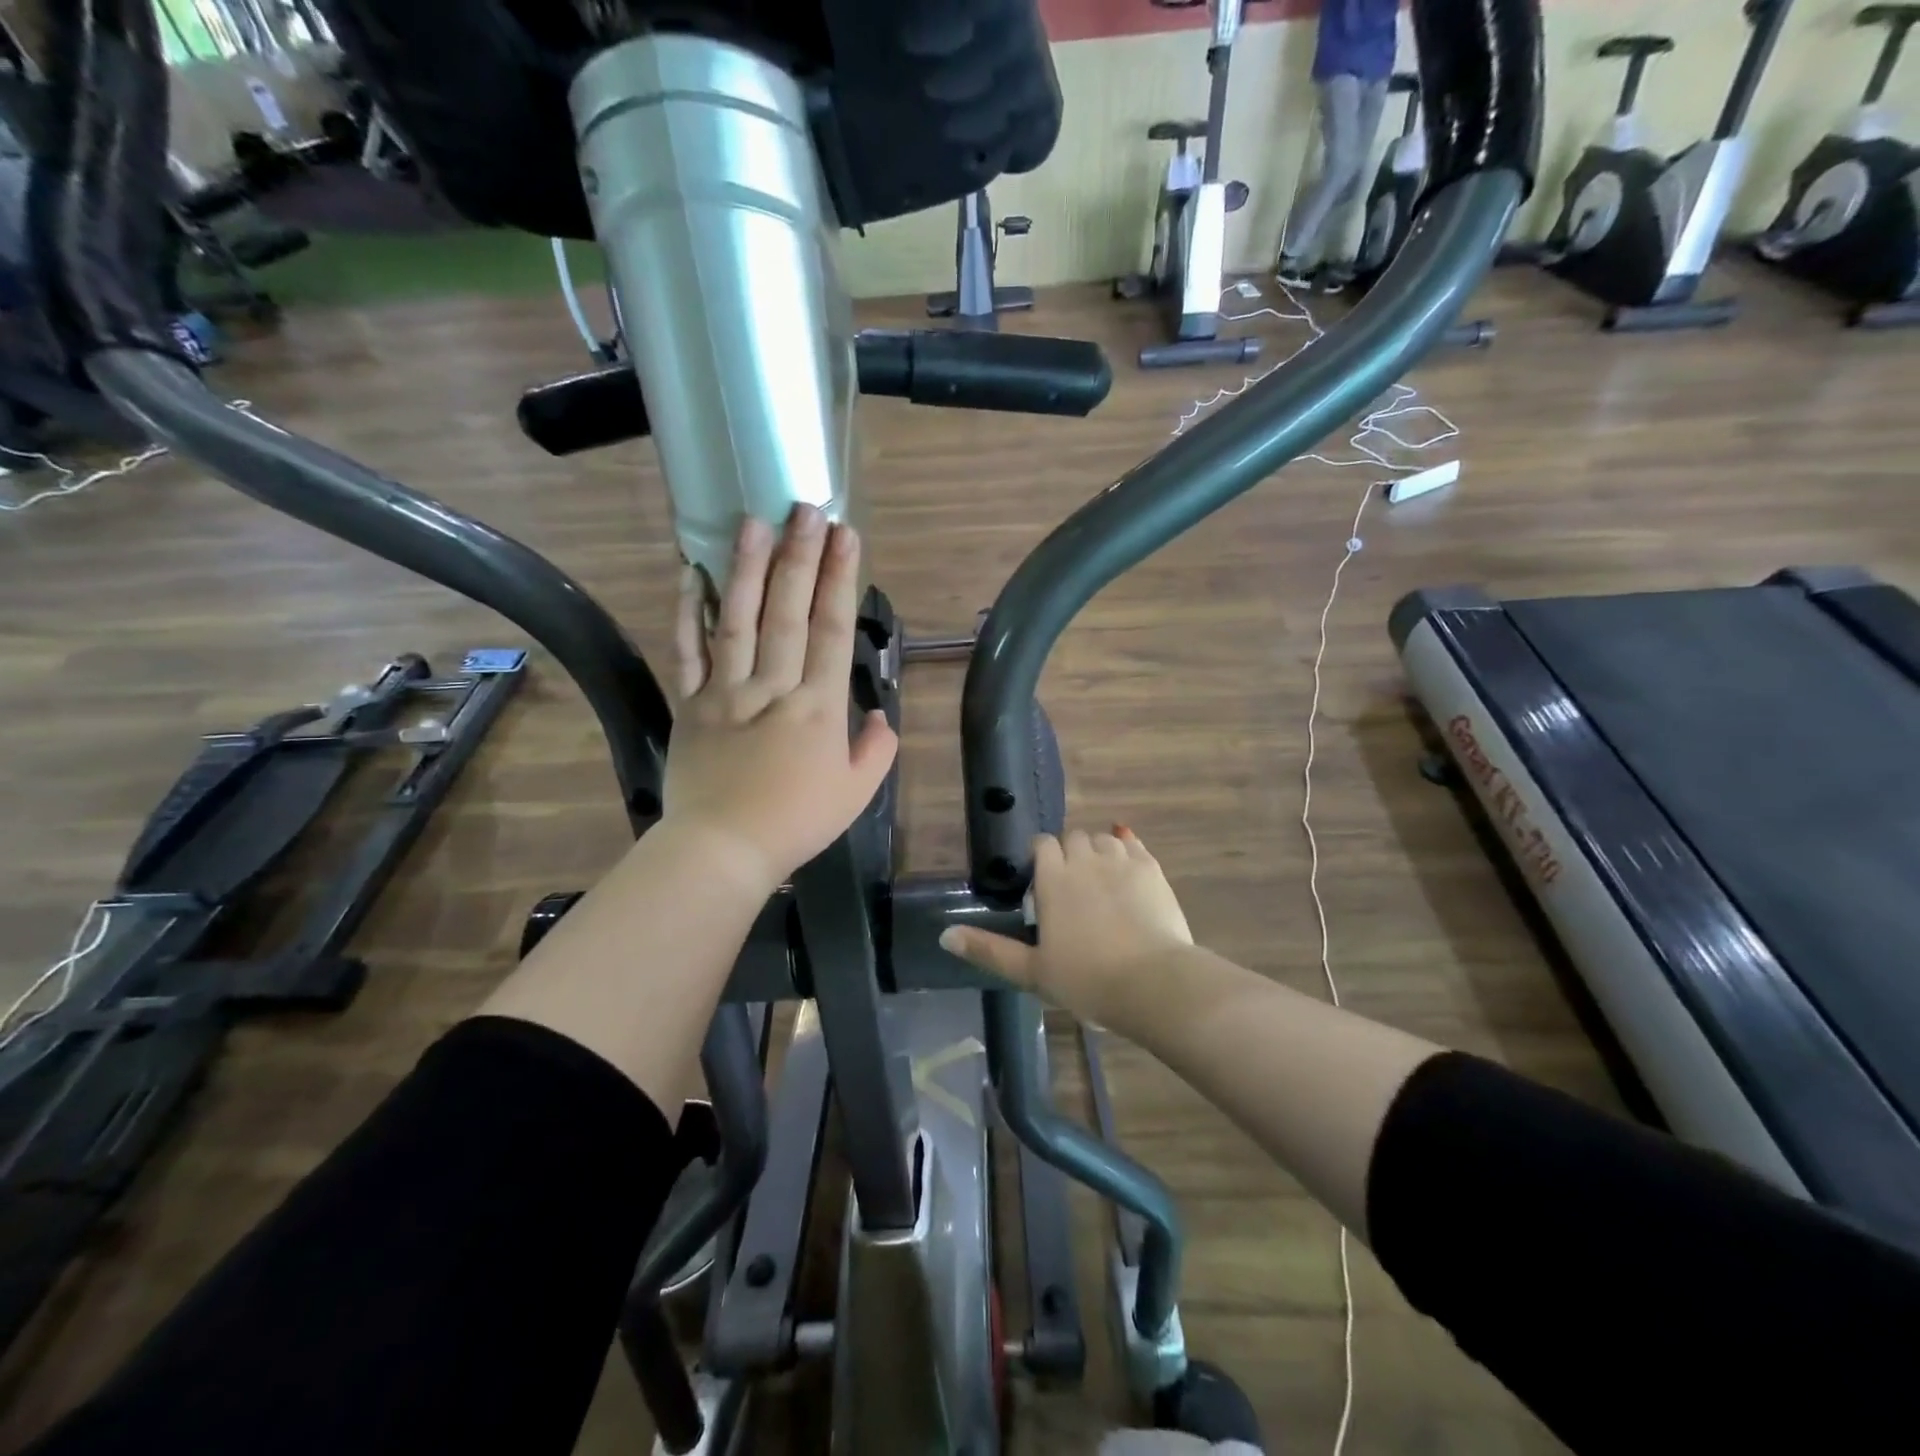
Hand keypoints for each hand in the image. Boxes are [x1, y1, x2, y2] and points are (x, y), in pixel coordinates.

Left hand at [662, 505, 897, 891]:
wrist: (723, 850)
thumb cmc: (797, 823)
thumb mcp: (856, 793)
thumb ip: (876, 750)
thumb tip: (880, 716)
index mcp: (819, 708)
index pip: (833, 630)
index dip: (840, 579)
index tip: (846, 536)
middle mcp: (774, 687)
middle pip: (788, 612)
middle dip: (800, 556)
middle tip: (806, 509)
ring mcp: (726, 692)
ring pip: (737, 619)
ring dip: (747, 567)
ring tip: (754, 521)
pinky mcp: (690, 703)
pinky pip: (687, 650)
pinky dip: (686, 611)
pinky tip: (689, 573)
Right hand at [938, 828, 1192, 1024]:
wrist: (1153, 983)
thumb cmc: (1086, 979)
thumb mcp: (1031, 971)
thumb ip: (988, 949)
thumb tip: (944, 935)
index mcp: (1053, 878)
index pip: (1042, 844)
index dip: (1039, 856)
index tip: (1040, 881)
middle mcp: (1085, 859)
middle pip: (1072, 838)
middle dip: (1067, 853)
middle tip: (1069, 887)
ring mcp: (1121, 861)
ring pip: (1102, 840)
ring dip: (1096, 851)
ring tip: (1098, 880)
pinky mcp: (1151, 868)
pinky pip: (1133, 845)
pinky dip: (1126, 849)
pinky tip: (1126, 866)